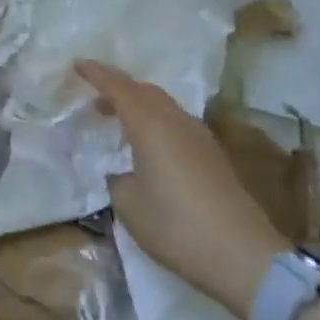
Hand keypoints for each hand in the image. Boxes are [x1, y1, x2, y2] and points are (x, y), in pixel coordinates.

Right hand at [77, 60, 289, 315]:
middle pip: (144, 91)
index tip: (77, 64)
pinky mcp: (213, 156)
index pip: (118, 88)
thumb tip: (120, 172)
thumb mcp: (129, 205)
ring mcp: (199, 137)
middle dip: (118, 88)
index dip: (96, 74)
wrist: (243, 255)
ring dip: (139, 105)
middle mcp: (176, 121)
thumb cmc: (176, 225)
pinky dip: (155, 122)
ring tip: (118, 121)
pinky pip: (176, 123)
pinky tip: (148, 146)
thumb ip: (117, 179)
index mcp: (150, 125)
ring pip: (163, 105)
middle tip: (94, 100)